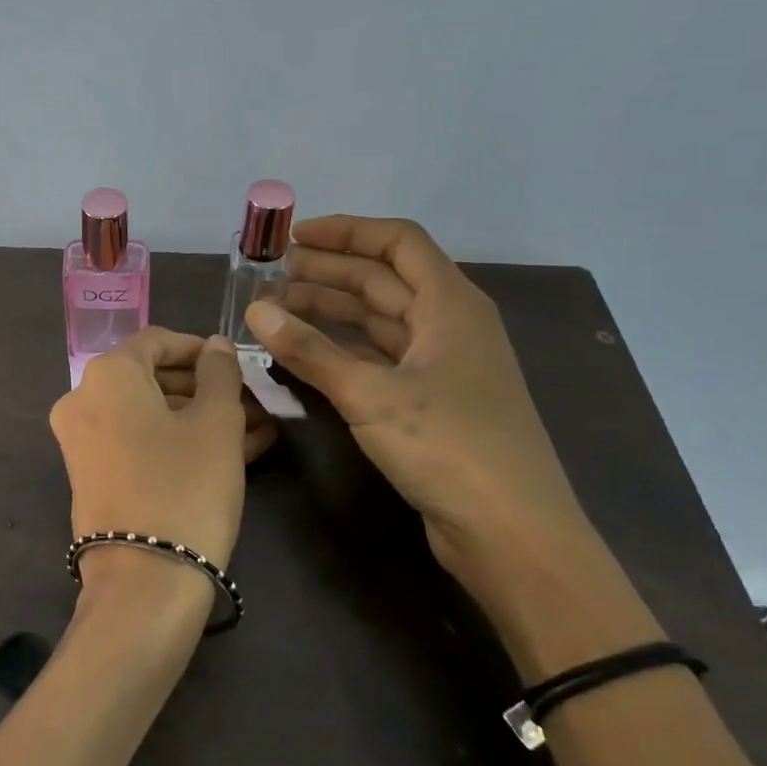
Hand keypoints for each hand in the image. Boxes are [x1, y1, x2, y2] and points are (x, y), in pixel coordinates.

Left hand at [49, 330, 249, 606]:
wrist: (143, 582)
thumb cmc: (185, 486)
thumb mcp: (216, 423)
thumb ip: (219, 373)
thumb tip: (215, 345)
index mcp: (107, 374)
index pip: (157, 341)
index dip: (200, 348)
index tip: (238, 365)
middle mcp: (83, 400)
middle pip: (152, 378)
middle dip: (206, 389)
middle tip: (253, 403)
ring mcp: (83, 441)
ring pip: (150, 415)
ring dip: (200, 418)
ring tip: (256, 432)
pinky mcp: (92, 477)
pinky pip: (138, 443)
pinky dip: (178, 442)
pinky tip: (233, 454)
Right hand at [243, 217, 595, 599]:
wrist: (512, 534)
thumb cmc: (450, 448)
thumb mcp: (371, 395)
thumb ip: (309, 351)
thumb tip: (254, 311)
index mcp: (450, 305)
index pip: (397, 243)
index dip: (346, 232)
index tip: (292, 237)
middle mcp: (448, 325)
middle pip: (383, 280)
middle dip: (326, 272)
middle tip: (269, 276)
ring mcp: (440, 365)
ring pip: (377, 320)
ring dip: (329, 311)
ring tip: (275, 311)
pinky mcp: (430, 401)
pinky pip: (377, 357)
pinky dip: (340, 350)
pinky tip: (303, 354)